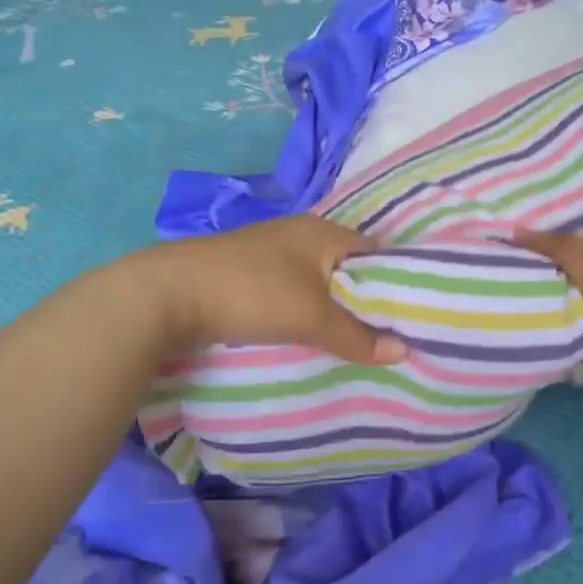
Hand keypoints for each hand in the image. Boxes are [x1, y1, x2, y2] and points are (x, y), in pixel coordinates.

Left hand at [137, 216, 406, 363]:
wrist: (172, 294)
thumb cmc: (254, 294)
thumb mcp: (313, 317)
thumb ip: (358, 336)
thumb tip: (404, 351)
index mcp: (323, 232)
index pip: (375, 251)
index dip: (395, 280)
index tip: (411, 314)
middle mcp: (299, 234)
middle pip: (346, 268)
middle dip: (364, 299)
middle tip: (386, 334)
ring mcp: (271, 252)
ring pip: (317, 281)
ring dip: (332, 307)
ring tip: (354, 340)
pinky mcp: (248, 273)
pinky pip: (292, 290)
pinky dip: (305, 310)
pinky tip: (310, 333)